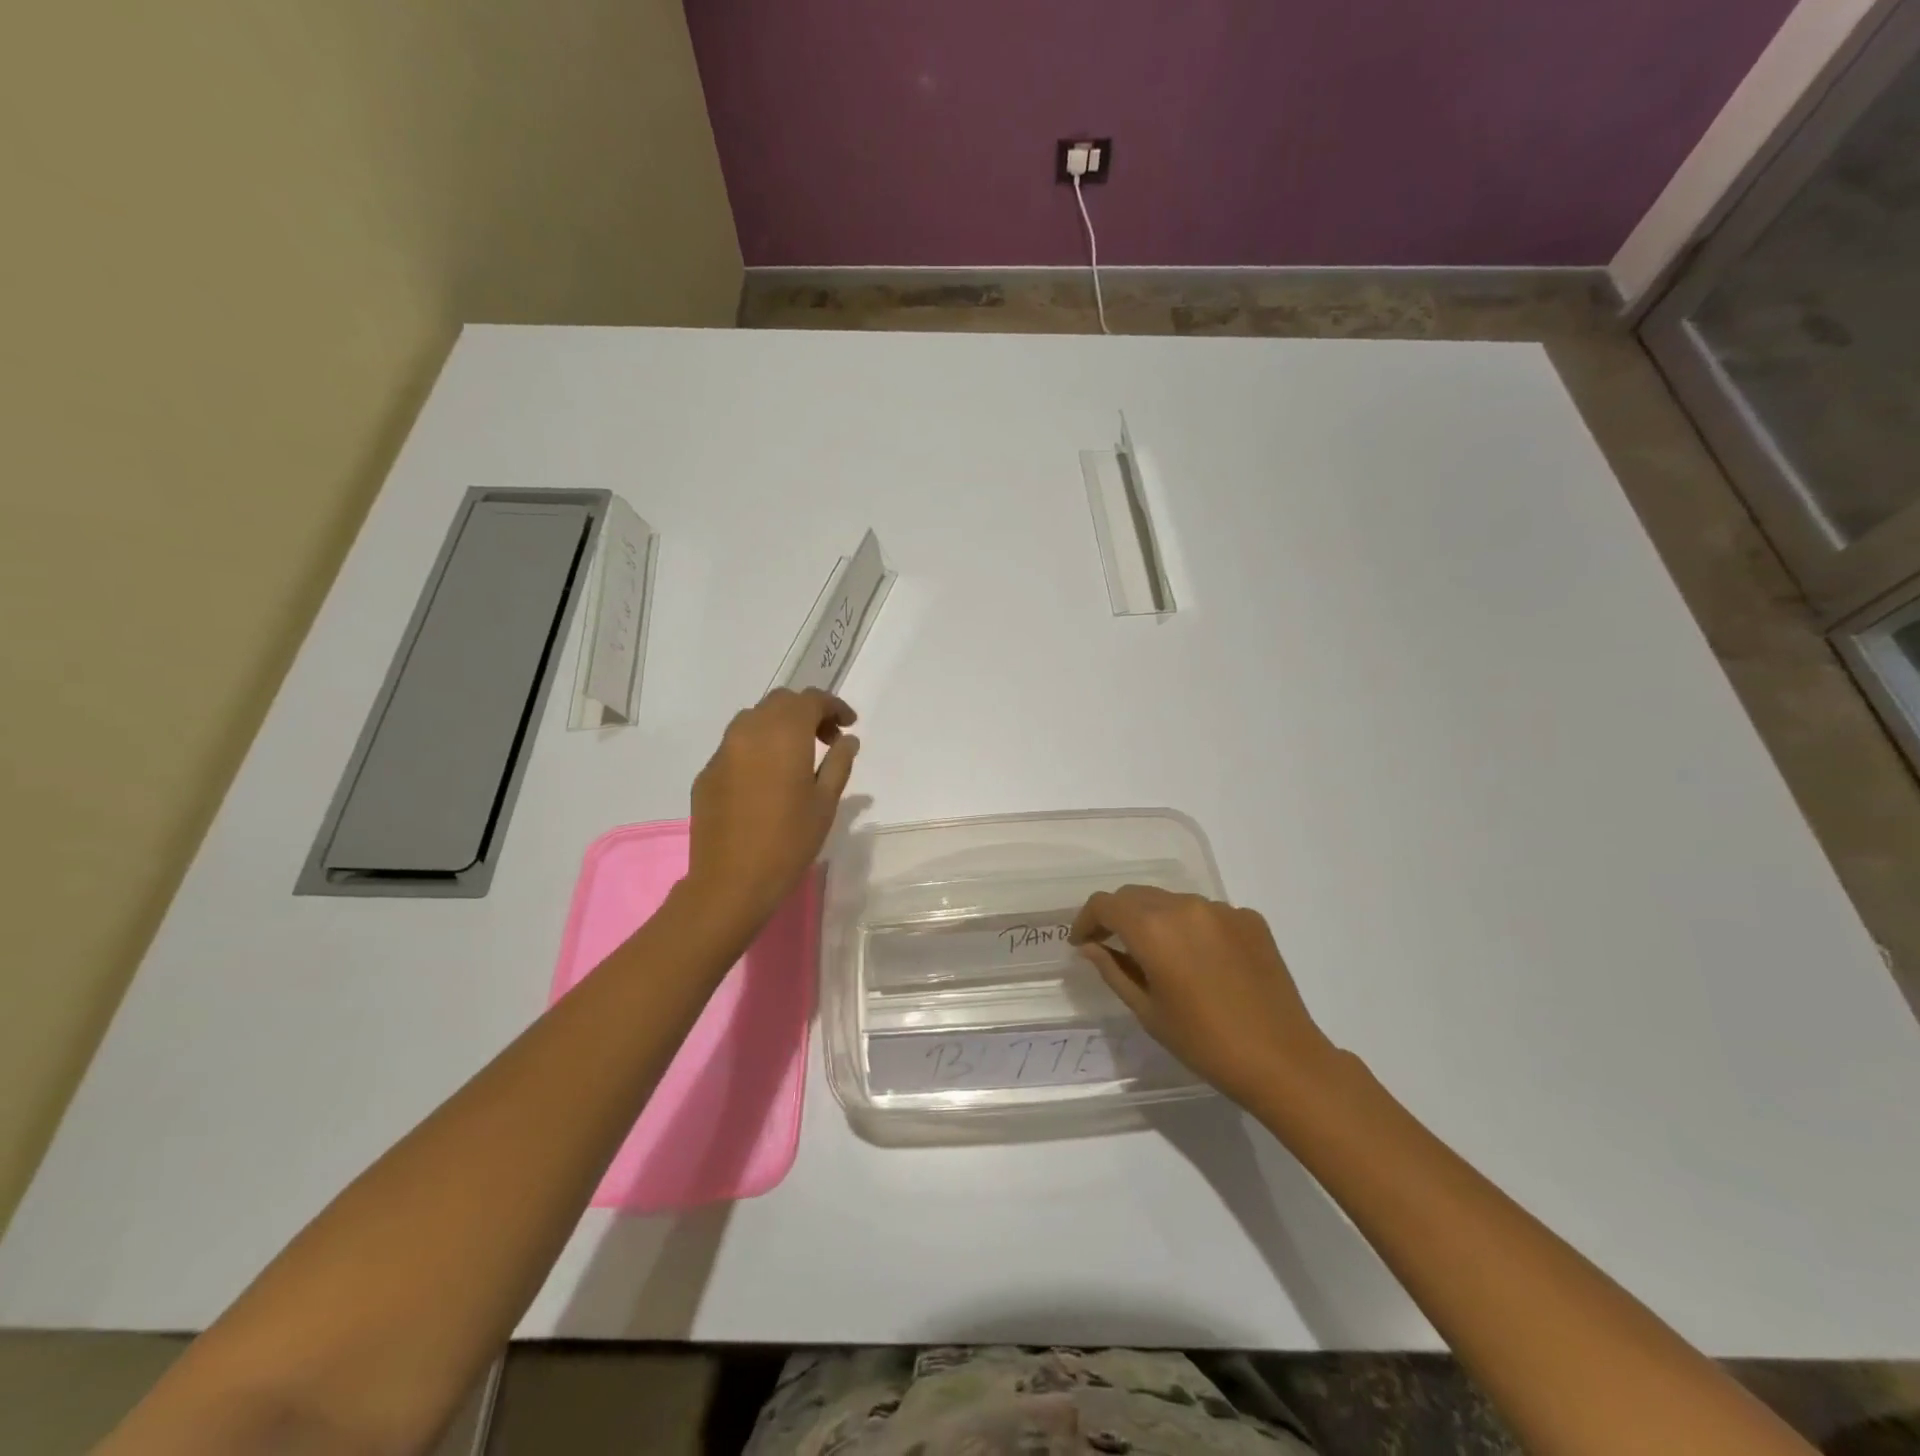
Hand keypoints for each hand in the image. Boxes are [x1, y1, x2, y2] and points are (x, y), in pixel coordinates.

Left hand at [683, 689, 858, 932]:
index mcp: (783, 734)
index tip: (849, 726)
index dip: (833, 707)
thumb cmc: (789, 841)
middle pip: (780, 702)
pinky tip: (767, 779)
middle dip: (806, 712)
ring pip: (753, 719)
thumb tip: (847, 740)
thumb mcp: (825, 803)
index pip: (810, 700)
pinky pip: (735, 746)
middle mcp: (749, 731)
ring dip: (779, 726)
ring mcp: (722, 751)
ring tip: (797, 756)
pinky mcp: (707, 773)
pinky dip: (757, 748)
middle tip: (827, 740)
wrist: (731, 881)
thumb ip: (838, 763)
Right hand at [1071, 886, 1338, 1112]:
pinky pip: (1207, 913)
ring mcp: (1222, 909)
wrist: (1282, 1060)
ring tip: (1160, 958)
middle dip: (1118, 917)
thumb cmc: (1204, 1043)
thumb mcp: (1147, 1011)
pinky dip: (1192, 929)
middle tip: (1112, 947)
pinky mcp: (1250, 919)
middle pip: (1137, 896)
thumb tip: (1091, 947)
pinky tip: (1202, 963)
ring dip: (1156, 920)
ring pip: (1172, 901)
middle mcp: (1185, 906)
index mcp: (1153, 928)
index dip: (1087, 920)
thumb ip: (1114, 970)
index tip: (1082, 943)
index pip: (1105, 904)